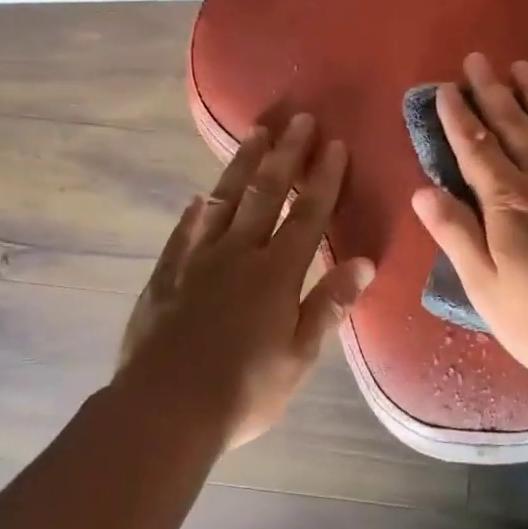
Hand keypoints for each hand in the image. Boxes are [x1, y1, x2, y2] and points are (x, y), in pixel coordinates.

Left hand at [116, 114, 374, 447]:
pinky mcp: (165, 276)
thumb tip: (363, 262)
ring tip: (255, 134)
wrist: (164, 409)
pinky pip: (183, 232)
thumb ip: (329, 305)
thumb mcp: (298, 357)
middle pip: (264, 194)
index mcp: (275, 274)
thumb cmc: (243, 392)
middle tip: (298, 119)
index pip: (306, 216)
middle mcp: (237, 255)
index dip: (323, 179)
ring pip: (223, 201)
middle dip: (285, 155)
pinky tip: (200, 197)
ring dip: (241, 166)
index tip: (334, 144)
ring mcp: (196, 261)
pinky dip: (195, 211)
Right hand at [410, 53, 527, 392]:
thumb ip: (455, 235)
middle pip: (515, 125)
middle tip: (478, 60)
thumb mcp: (485, 288)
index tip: (444, 89)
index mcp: (509, 202)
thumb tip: (421, 191)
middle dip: (492, 90)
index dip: (458, 117)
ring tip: (521, 67)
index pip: (476, 148)